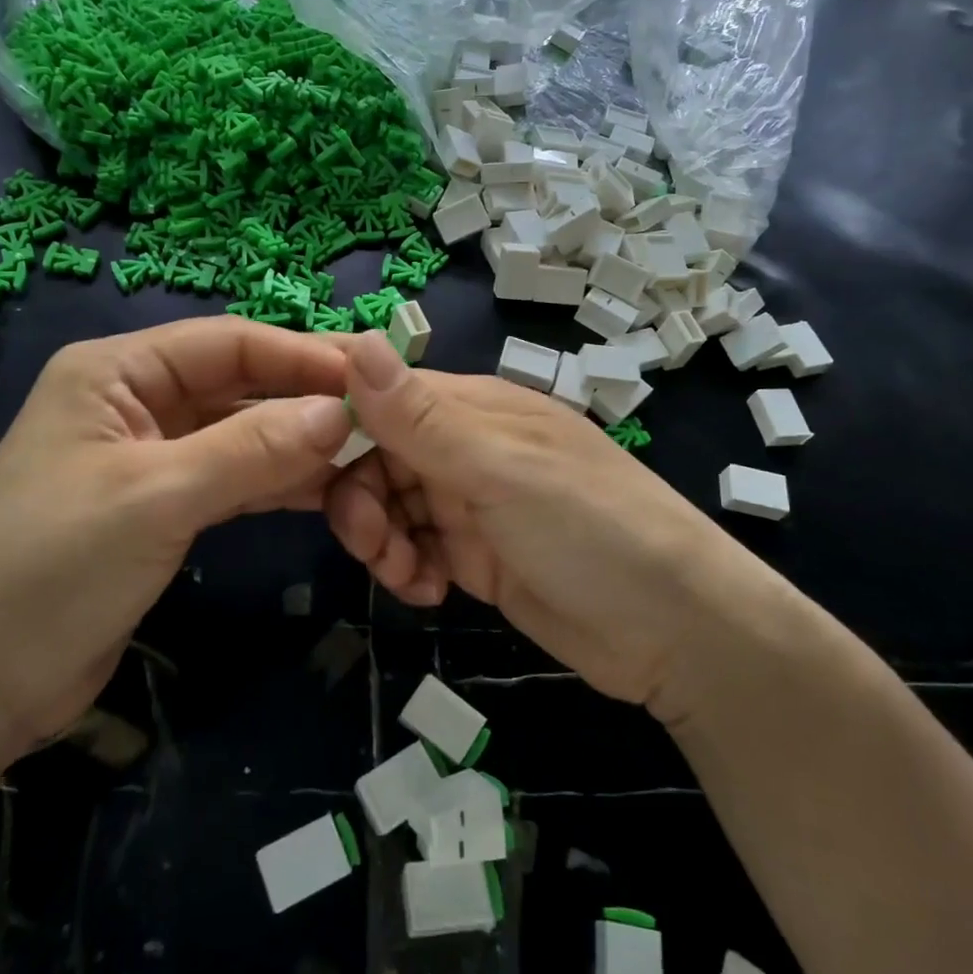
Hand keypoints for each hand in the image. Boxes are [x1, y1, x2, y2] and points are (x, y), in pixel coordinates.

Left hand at [0, 319, 353, 753]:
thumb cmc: (51, 571)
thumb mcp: (156, 498)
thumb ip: (252, 449)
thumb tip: (340, 413)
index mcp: (116, 372)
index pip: (228, 342)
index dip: (302, 354)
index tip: (371, 374)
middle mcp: (135, 401)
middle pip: (239, 385)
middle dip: (305, 400)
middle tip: (382, 416)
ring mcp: (150, 457)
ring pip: (241, 434)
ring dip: (298, 445)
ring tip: (368, 455)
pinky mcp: (162, 508)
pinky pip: (233, 479)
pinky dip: (277, 483)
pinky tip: (328, 491)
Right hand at [325, 333, 783, 725]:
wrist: (676, 632)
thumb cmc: (591, 530)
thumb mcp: (501, 470)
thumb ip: (422, 418)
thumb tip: (358, 341)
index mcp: (473, 408)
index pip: (381, 396)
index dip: (336, 422)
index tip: (296, 460)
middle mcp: (467, 447)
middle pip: (376, 456)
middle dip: (360, 498)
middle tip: (375, 546)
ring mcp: (472, 503)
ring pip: (390, 506)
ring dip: (383, 541)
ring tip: (409, 577)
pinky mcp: (477, 555)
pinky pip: (416, 549)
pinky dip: (409, 569)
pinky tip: (431, 593)